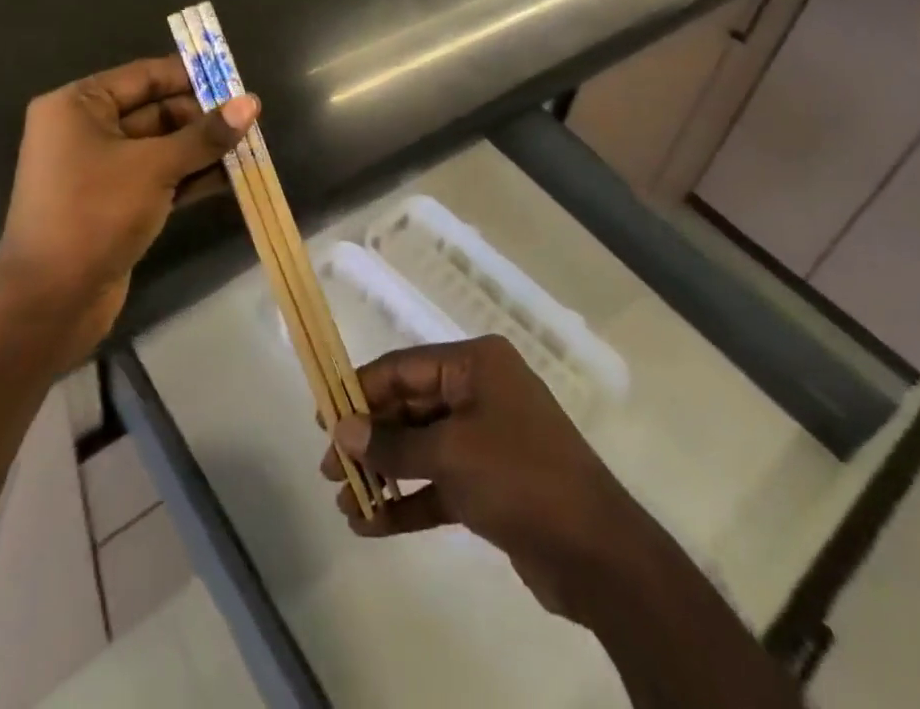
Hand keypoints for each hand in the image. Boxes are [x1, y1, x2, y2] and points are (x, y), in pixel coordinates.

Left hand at [0, 56, 256, 357]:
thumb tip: (251, 103)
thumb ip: (204, 135)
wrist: (49, 302)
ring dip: (202, 149)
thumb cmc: (94, 214)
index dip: (191, 77)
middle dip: (202, 118)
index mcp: (78, 106)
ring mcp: (99, 169)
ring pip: (161, 147)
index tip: (236, 83)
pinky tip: (231, 179)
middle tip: (249, 122)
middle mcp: (85, 130)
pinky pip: (158, 177)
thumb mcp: (154, 167)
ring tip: (250, 149)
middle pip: (155, 111)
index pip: (144, 76)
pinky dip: (190, 176)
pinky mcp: (114, 203)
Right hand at [322, 336, 650, 623]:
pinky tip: (371, 525)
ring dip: (384, 473)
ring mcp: (486, 437)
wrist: (597, 554)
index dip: (361, 390)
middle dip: (370, 438)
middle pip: (410, 406)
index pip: (404, 367)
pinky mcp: (490, 483)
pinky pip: (438, 482)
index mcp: (476, 364)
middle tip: (329, 468)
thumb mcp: (451, 454)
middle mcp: (479, 391)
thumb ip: (393, 445)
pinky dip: (408, 500)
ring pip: (421, 447)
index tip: (323, 416)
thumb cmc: (520, 477)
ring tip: (344, 501)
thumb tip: (341, 431)